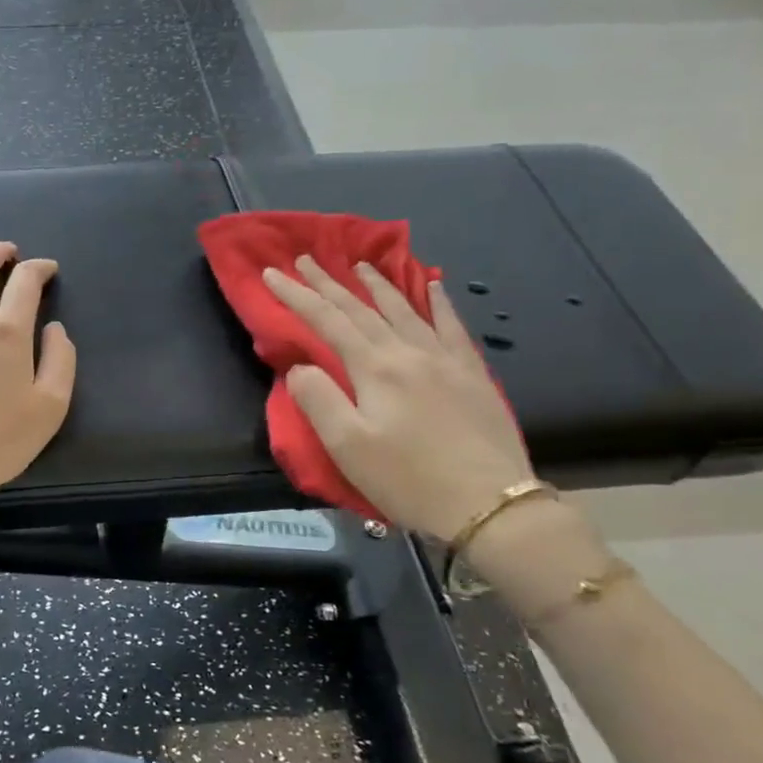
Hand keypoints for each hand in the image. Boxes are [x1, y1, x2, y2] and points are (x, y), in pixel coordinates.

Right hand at [263, 257, 532, 541]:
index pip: (327, 321)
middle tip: (307, 258)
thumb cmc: (408, 479)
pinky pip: (451, 326)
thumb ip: (318, 400)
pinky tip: (434, 286)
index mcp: (374, 368)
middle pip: (362, 309)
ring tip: (360, 265)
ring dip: (378, 284)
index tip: (272, 273)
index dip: (297, 295)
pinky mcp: (472, 374)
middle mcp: (408, 352)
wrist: (490, 504)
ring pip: (405, 309)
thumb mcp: (347, 446)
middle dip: (329, 282)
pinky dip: (439, 302)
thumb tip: (300, 367)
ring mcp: (445, 360)